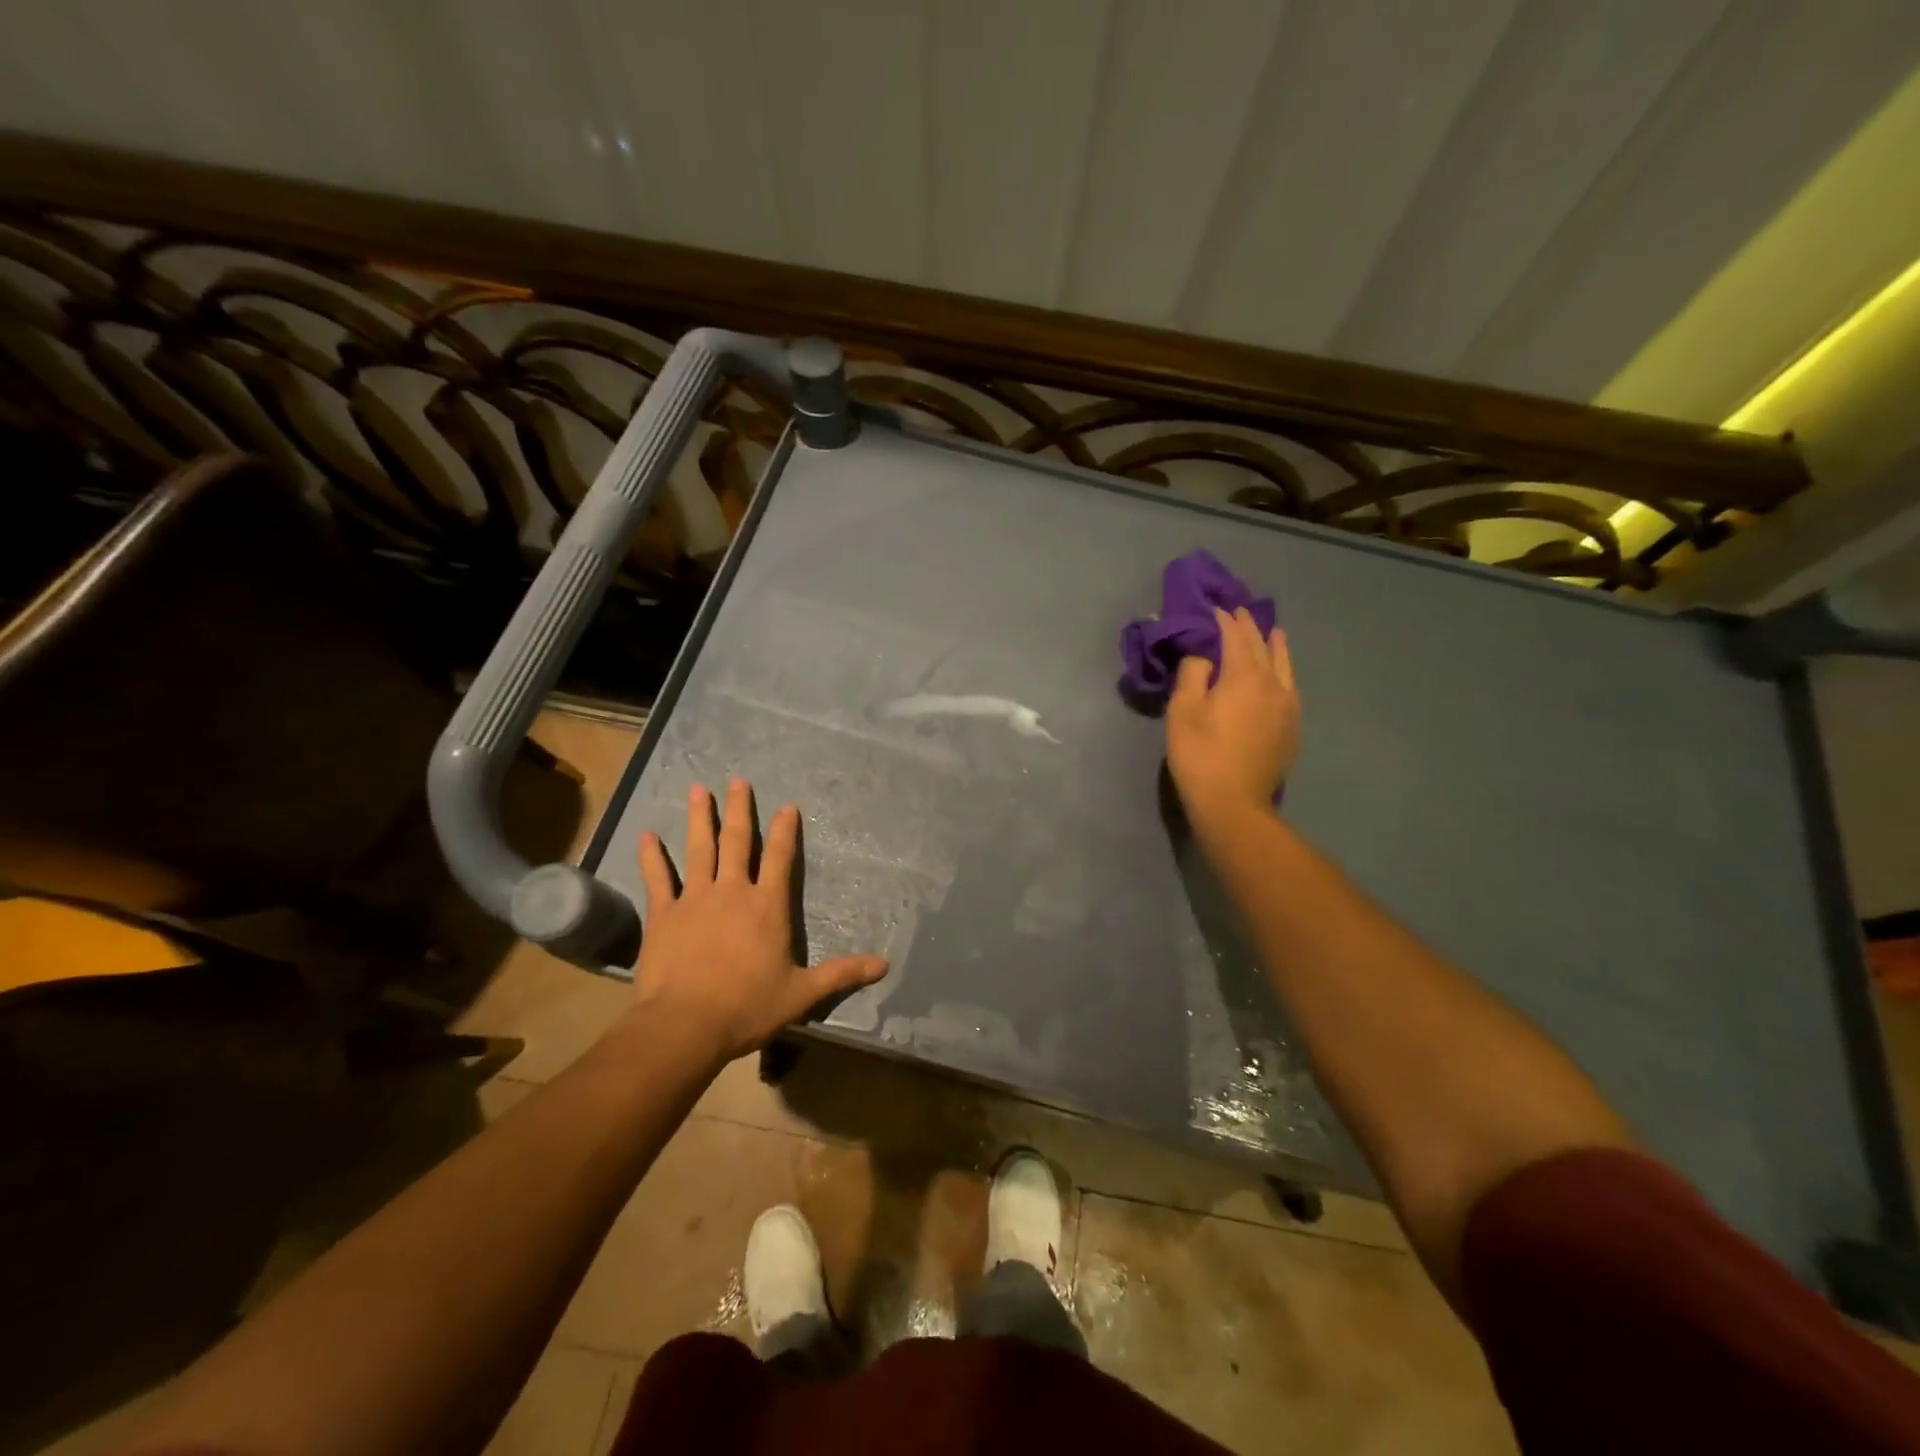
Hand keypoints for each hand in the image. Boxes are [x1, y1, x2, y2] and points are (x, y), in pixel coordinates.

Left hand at [633, 778, 887, 1064]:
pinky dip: (652, 857)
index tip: (786, 806)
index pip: (779, 858)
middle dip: (739, 809)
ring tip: (697, 789)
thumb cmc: (747, 1007)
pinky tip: (647, 835)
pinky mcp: (664, 914)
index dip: (784, 830)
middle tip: (738, 780)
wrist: (685, 1025)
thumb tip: (884, 965)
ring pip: (698, 849)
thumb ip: (841, 974)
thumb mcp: (802, 993)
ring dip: (699, 818)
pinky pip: (657, 878)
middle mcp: (732, 891)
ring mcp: (695, 899)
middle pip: (737, 841)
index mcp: (767, 906)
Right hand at [1166, 606, 1299, 823]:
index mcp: (1244, 676)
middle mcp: (1273, 684)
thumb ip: (1193, 674)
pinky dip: (1283, 671)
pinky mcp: (1292, 727)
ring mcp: (1288, 707)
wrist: (1234, 803)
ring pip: (1285, 666)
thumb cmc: (1200, 755)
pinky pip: (1290, 687)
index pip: (1235, 637)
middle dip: (1249, 628)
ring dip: (1275, 645)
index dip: (1225, 621)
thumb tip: (1204, 657)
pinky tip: (1280, 675)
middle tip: (1240, 612)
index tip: (1216, 608)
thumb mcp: (1182, 711)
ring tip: (1272, 632)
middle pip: (1263, 647)